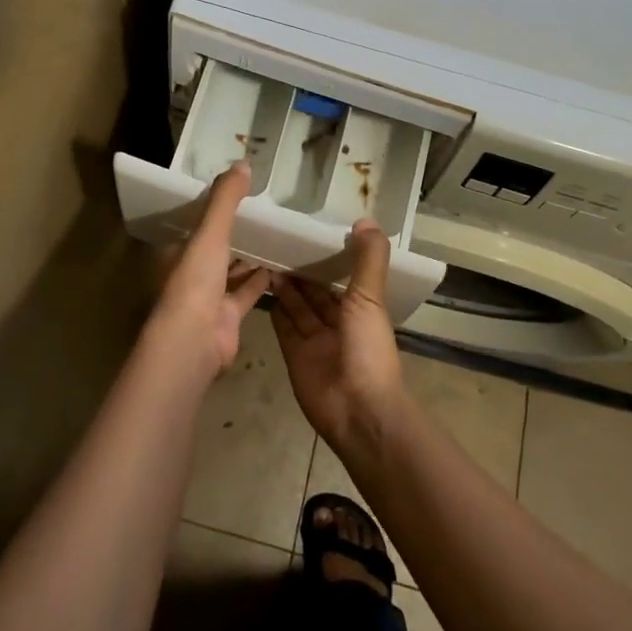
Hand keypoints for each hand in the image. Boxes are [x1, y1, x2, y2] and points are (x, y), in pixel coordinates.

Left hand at [151, 161, 269, 378]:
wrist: (194, 341)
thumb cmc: (195, 280)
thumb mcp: (210, 232)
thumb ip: (226, 199)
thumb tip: (244, 162)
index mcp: (179, 250)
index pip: (196, 223)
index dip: (214, 208)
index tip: (238, 192)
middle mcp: (191, 271)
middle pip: (216, 246)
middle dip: (236, 232)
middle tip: (265, 210)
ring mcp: (210, 296)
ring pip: (233, 269)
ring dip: (251, 255)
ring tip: (278, 233)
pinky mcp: (229, 315)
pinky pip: (248, 291)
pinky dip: (263, 280)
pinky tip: (283, 264)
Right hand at [267, 223, 405, 460]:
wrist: (357, 411)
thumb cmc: (367, 350)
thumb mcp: (370, 298)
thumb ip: (368, 260)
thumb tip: (366, 220)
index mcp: (361, 309)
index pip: (342, 276)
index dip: (327, 256)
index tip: (308, 232)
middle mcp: (338, 323)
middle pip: (316, 292)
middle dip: (301, 270)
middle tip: (277, 241)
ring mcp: (315, 341)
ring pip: (298, 307)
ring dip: (285, 286)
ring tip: (265, 257)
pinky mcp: (295, 356)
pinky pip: (284, 327)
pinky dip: (275, 309)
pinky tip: (261, 286)